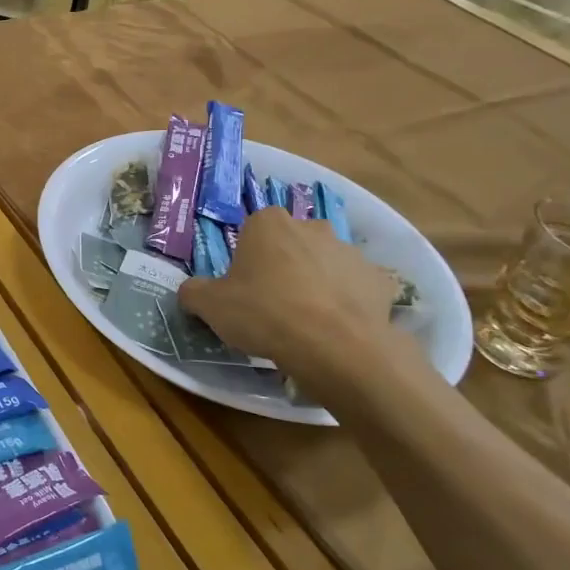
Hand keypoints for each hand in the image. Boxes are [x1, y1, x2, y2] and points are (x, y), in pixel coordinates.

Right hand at [180, 208, 408, 390]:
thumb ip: (194, 292)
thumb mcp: (209, 306)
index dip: (247, 258)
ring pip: (326, 264)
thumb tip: (191, 291)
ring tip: (307, 322)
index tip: (243, 286)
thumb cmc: (263, 313)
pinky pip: (356, 289)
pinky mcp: (379, 281)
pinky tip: (336, 329)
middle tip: (273, 303)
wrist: (333, 346)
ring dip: (317, 283)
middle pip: (292, 243)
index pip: (252, 230)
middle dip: (284, 265)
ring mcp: (350, 252)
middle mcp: (312, 227)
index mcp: (268, 223)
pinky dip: (347, 303)